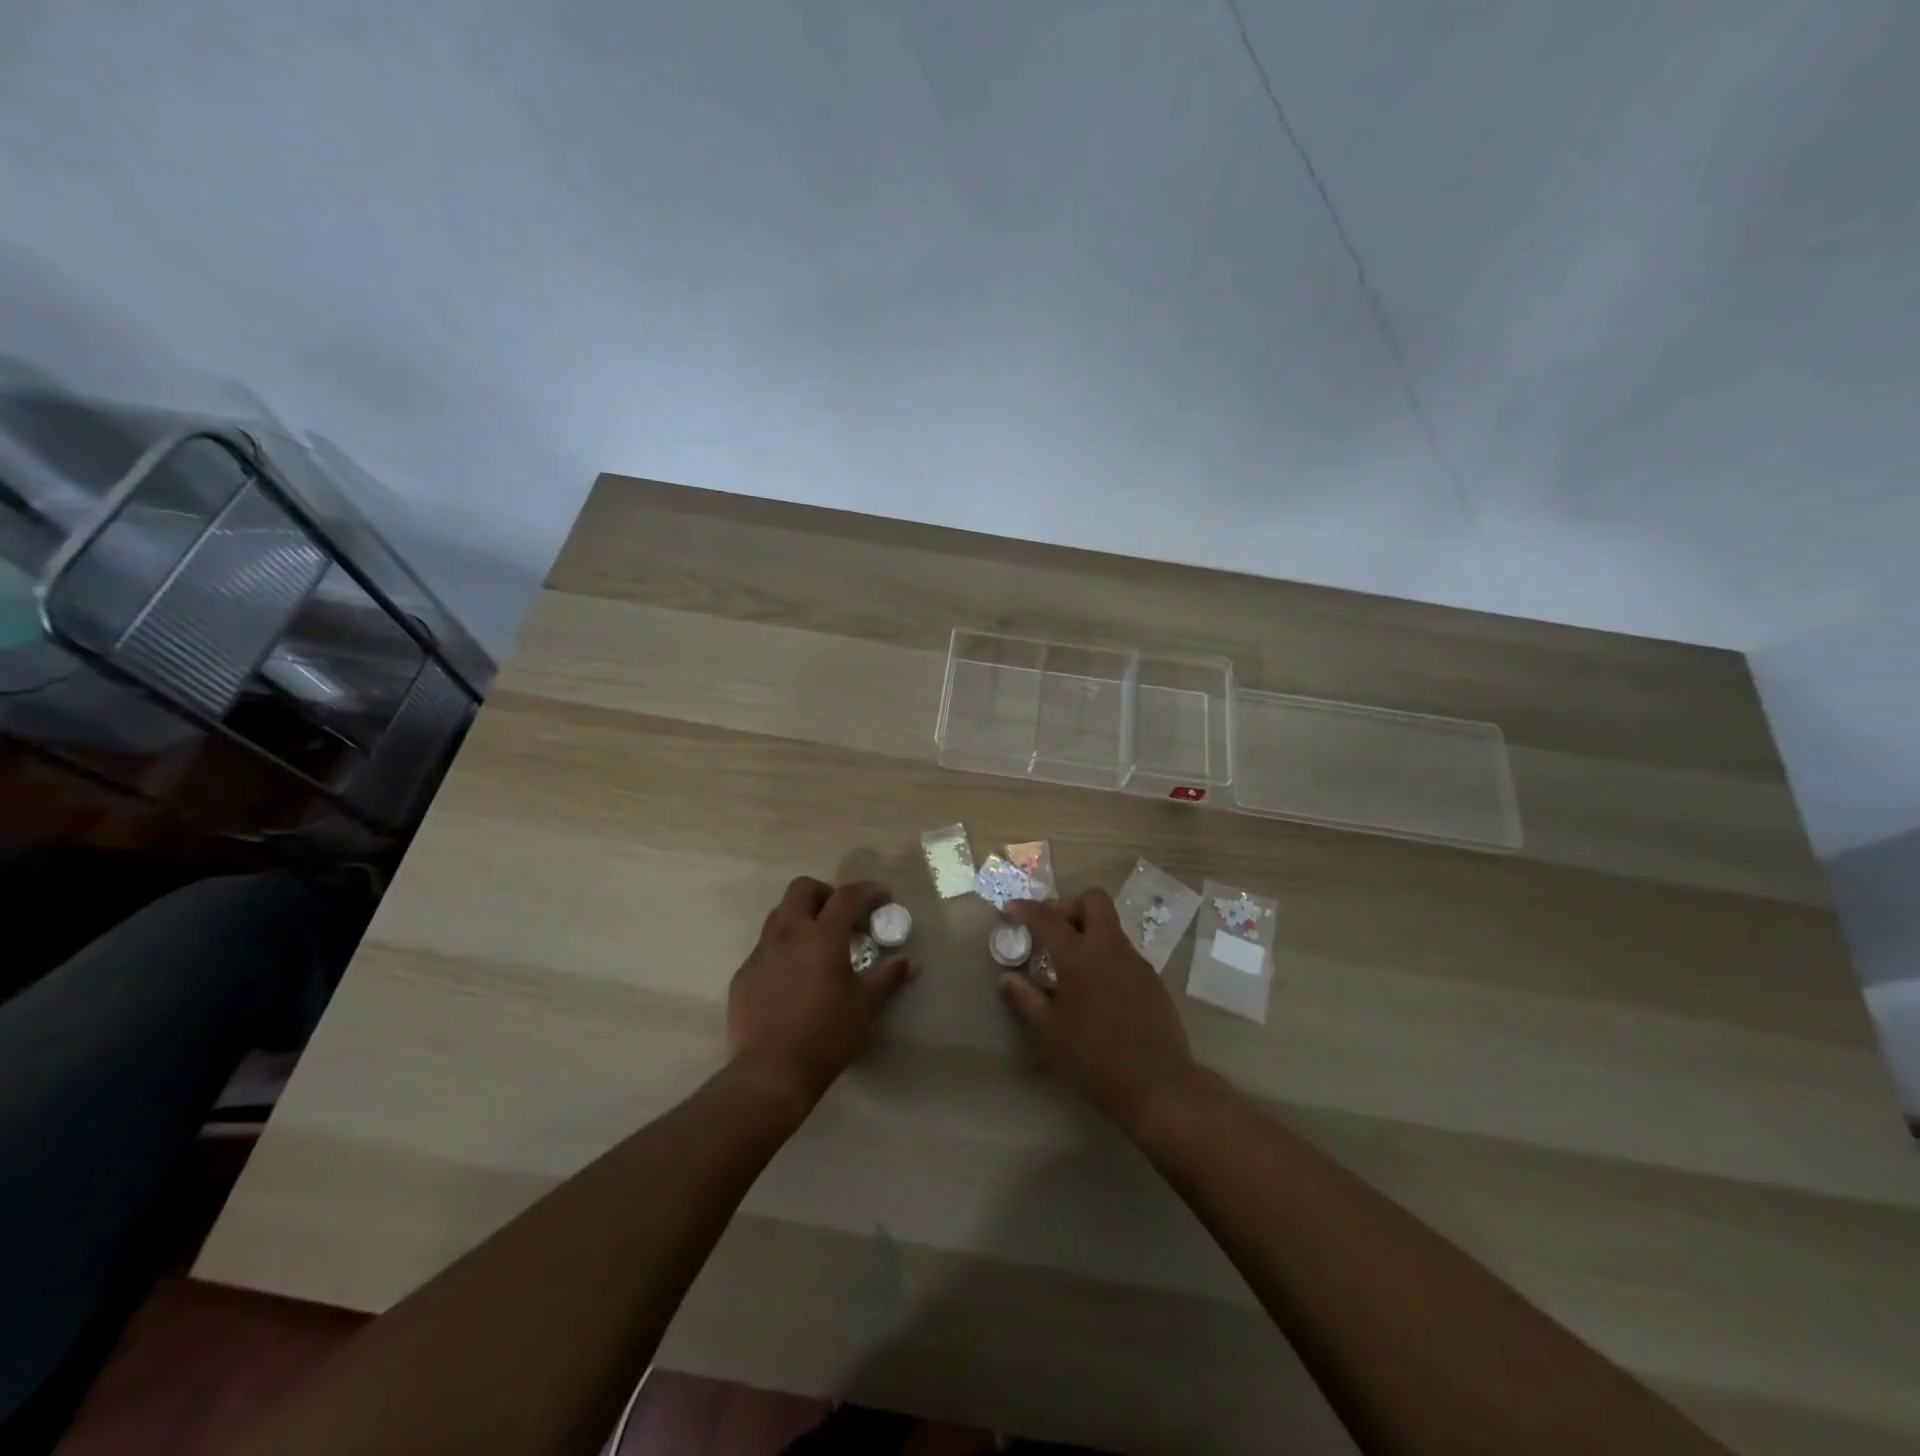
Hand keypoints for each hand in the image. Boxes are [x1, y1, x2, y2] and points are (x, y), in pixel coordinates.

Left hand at [727, 877, 914, 1109]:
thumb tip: (910, 961)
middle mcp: (788, 934)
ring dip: (800, 918)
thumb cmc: (826, 1035)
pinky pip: (764, 948)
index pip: (847, 896)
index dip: (867, 890)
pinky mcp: (743, 975)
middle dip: (824, 893)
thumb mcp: (865, 1006)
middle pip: (802, 889)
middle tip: (841, 915)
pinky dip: (782, 949)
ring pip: (778, 915)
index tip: (882, 896)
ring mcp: (761, 953)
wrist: (770, 1073)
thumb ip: (888, 978)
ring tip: (816, 945)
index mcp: (822, 936)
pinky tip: (792, 978)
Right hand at [999, 889, 1199, 1131]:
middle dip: (1069, 906)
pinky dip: (1105, 956)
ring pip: (1110, 926)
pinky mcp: (1152, 979)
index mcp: (1079, 956)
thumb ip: (1024, 999)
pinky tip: (1097, 989)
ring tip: (1071, 966)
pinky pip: (1123, 952)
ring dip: (1089, 931)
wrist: (1158, 1084)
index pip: (1048, 918)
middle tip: (1052, 931)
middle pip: (1093, 901)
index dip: (1026, 909)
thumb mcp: (1049, 1032)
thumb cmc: (1094, 1058)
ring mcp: (1135, 961)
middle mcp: (1109, 948)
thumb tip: (1006, 978)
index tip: (1011, 908)